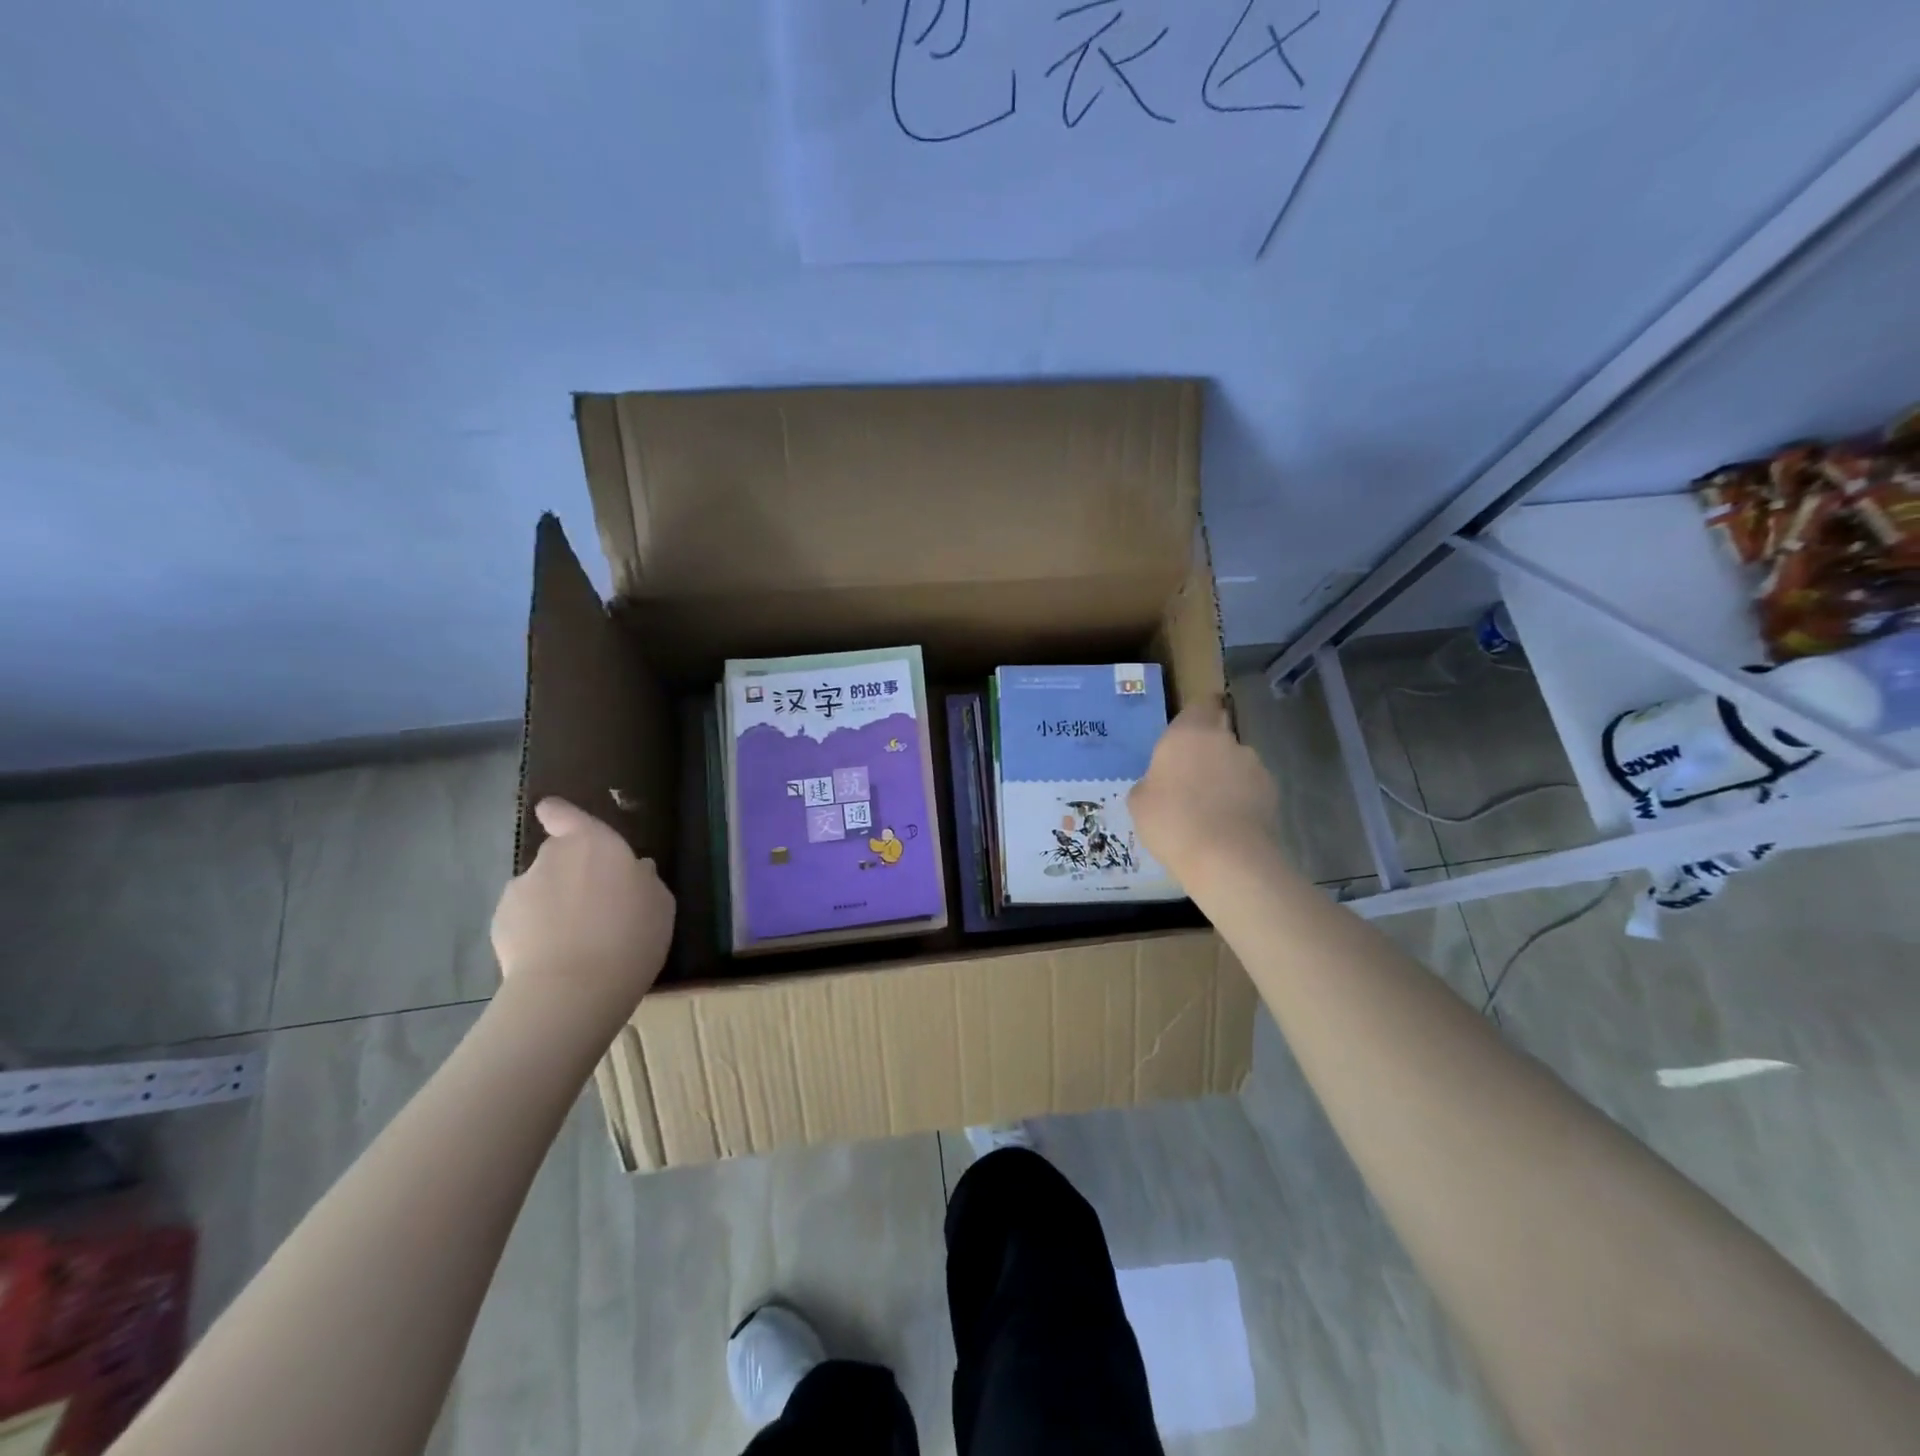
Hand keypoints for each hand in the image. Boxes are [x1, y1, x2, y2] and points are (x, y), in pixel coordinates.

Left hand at [490, 798, 675, 1026]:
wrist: (573, 989)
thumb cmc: (630, 935)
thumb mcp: (659, 904)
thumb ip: (644, 880)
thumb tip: (635, 872)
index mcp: (593, 842)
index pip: (563, 813)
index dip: (560, 815)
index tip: (560, 821)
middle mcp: (551, 857)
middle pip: (556, 854)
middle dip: (569, 873)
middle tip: (594, 905)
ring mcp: (520, 890)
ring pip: (539, 889)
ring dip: (552, 904)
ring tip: (574, 940)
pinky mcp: (499, 925)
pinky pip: (522, 921)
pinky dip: (535, 932)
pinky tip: (554, 958)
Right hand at [1129, 698, 1279, 882]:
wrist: (1226, 857)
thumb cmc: (1171, 821)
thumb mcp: (1139, 802)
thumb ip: (1150, 782)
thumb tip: (1160, 783)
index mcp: (1188, 733)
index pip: (1200, 705)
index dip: (1197, 716)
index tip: (1189, 733)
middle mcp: (1224, 739)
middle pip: (1218, 734)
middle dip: (1208, 751)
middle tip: (1190, 779)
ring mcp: (1253, 764)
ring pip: (1236, 762)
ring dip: (1226, 776)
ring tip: (1212, 807)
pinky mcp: (1272, 791)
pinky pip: (1251, 787)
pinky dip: (1242, 798)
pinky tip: (1229, 822)